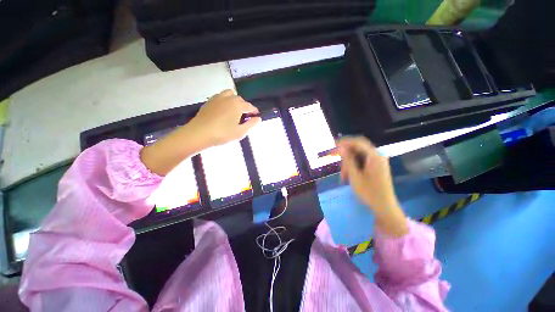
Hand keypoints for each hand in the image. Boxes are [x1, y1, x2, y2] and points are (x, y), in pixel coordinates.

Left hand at [141, 90, 259, 175]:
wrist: (199, 133)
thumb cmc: (222, 134)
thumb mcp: (240, 132)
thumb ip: (251, 125)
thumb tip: (258, 118)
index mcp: (238, 105)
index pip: (250, 106)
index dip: (254, 111)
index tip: (256, 116)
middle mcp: (229, 98)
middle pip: (240, 99)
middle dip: (245, 106)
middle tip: (244, 117)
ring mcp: (218, 98)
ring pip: (230, 95)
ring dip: (235, 101)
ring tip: (234, 111)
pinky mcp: (209, 101)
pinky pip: (221, 96)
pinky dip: (225, 101)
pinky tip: (224, 110)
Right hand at [337, 136, 407, 236]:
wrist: (384, 207)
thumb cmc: (369, 192)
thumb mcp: (355, 176)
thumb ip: (348, 160)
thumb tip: (341, 147)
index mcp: (374, 156)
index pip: (357, 142)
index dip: (344, 142)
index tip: (333, 145)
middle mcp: (377, 156)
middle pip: (358, 149)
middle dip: (346, 155)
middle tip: (337, 163)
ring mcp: (378, 162)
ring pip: (359, 156)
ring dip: (349, 163)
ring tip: (343, 176)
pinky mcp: (376, 167)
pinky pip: (362, 162)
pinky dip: (354, 167)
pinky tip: (349, 176)